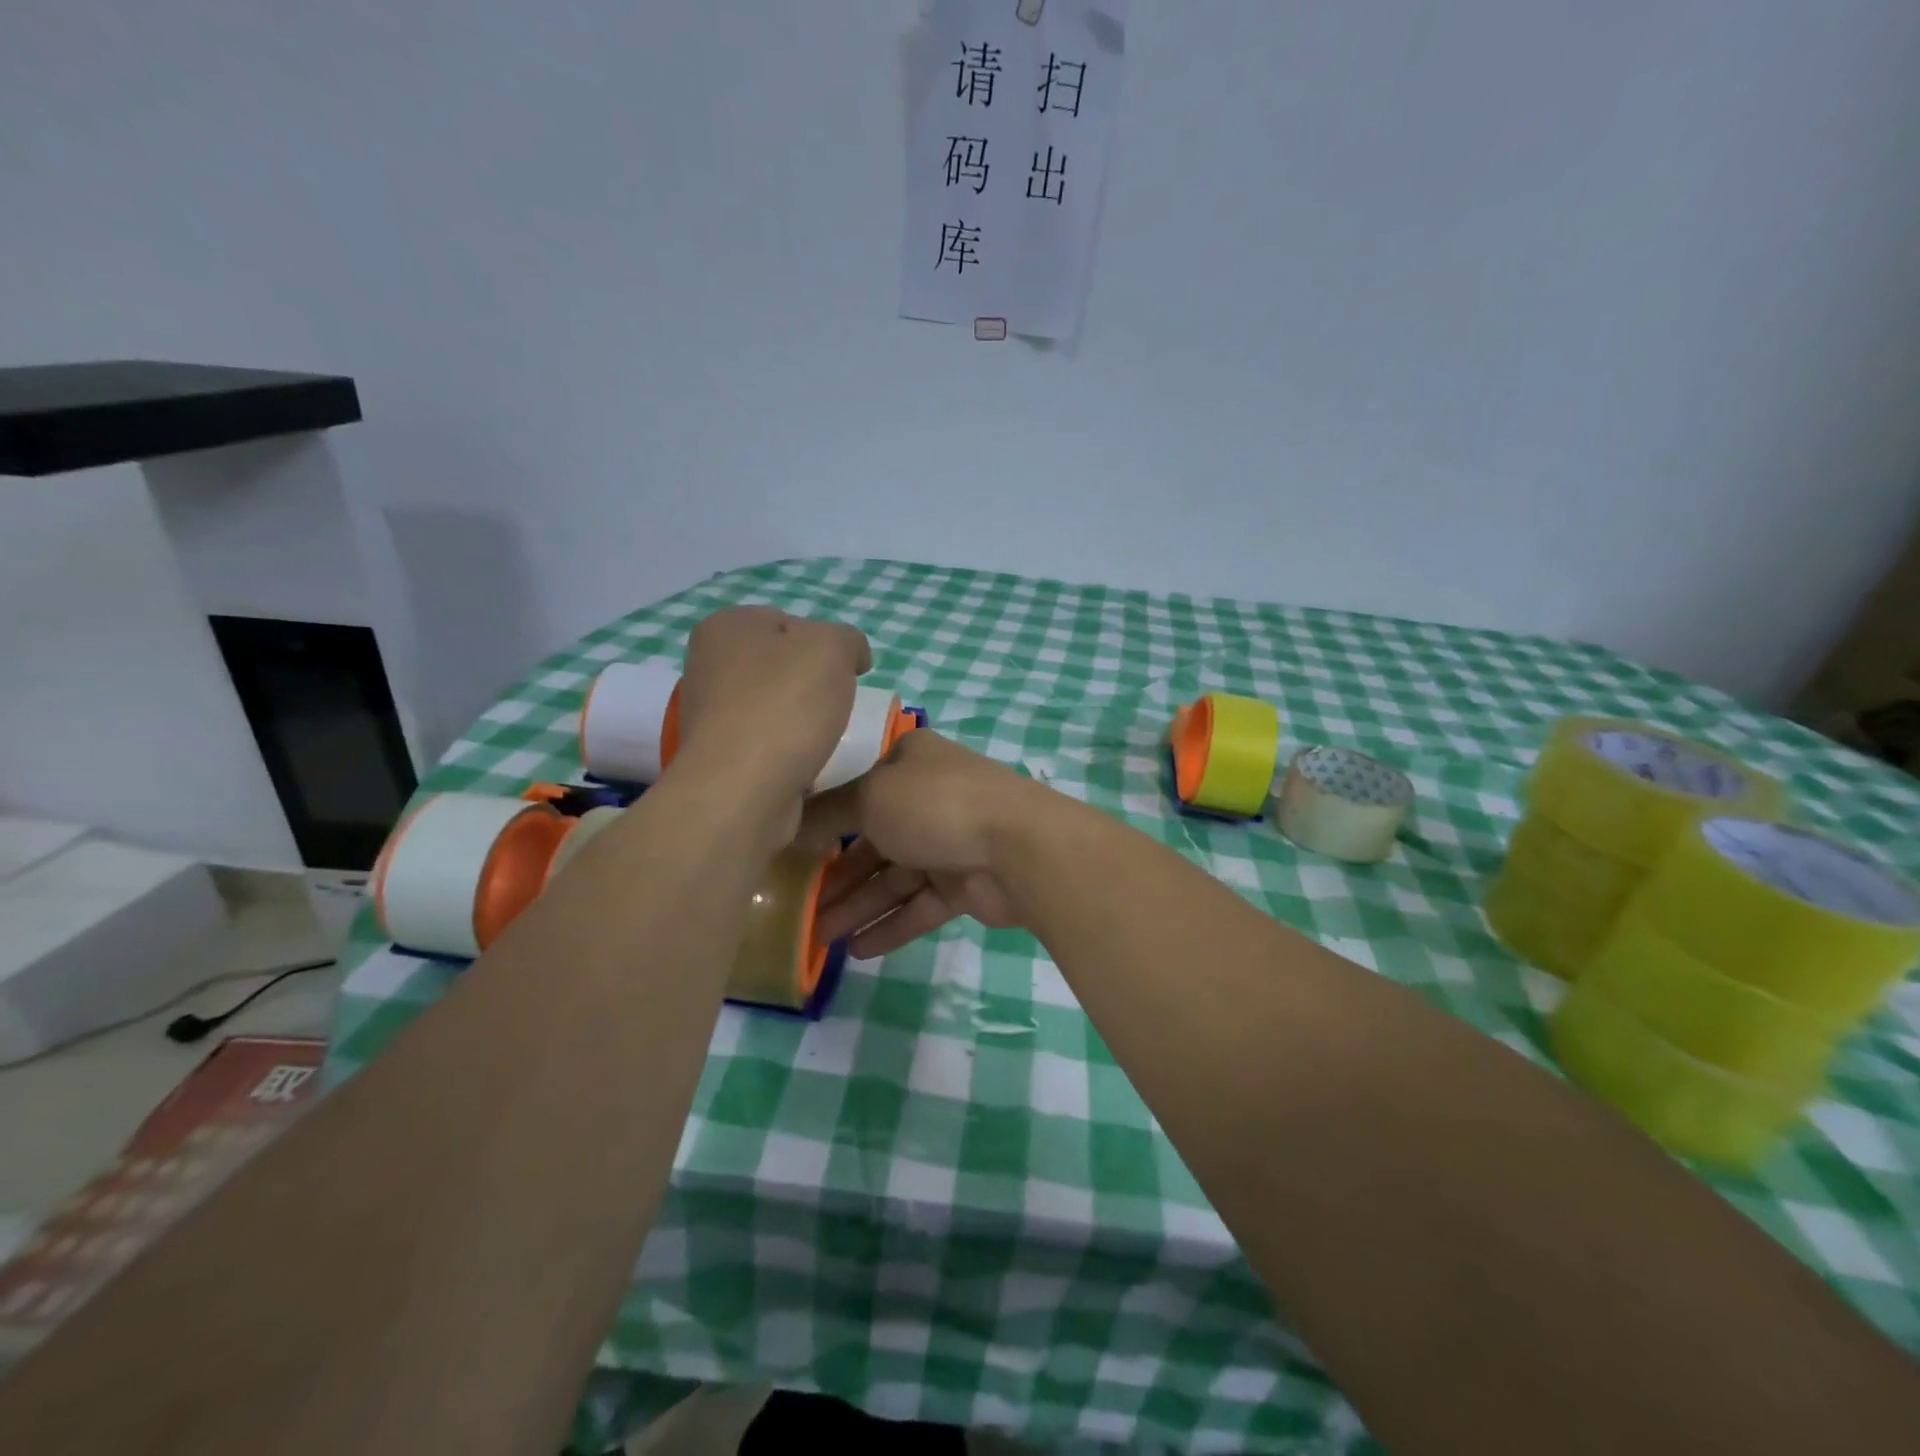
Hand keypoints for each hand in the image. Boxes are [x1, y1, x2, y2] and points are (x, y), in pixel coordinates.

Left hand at [673, 606, 871, 820]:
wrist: (744, 789)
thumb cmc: (786, 705)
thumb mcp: (833, 647)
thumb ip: (848, 639)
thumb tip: (851, 657)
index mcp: (727, 626)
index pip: (789, 622)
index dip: (825, 644)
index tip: (848, 673)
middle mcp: (708, 665)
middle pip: (781, 666)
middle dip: (812, 684)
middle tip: (838, 705)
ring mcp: (709, 714)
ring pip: (774, 706)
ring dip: (801, 720)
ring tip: (824, 738)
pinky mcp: (719, 757)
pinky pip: (766, 743)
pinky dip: (788, 750)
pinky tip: (805, 762)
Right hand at [812, 731, 1036, 956]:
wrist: (1018, 846)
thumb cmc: (935, 805)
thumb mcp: (870, 798)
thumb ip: (828, 814)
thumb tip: (792, 822)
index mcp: (910, 763)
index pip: (859, 790)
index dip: (826, 822)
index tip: (793, 853)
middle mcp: (930, 798)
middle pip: (873, 840)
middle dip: (838, 875)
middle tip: (801, 908)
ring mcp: (949, 841)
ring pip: (894, 877)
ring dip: (858, 906)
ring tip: (820, 938)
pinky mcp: (965, 884)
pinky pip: (920, 905)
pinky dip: (892, 925)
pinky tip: (858, 950)